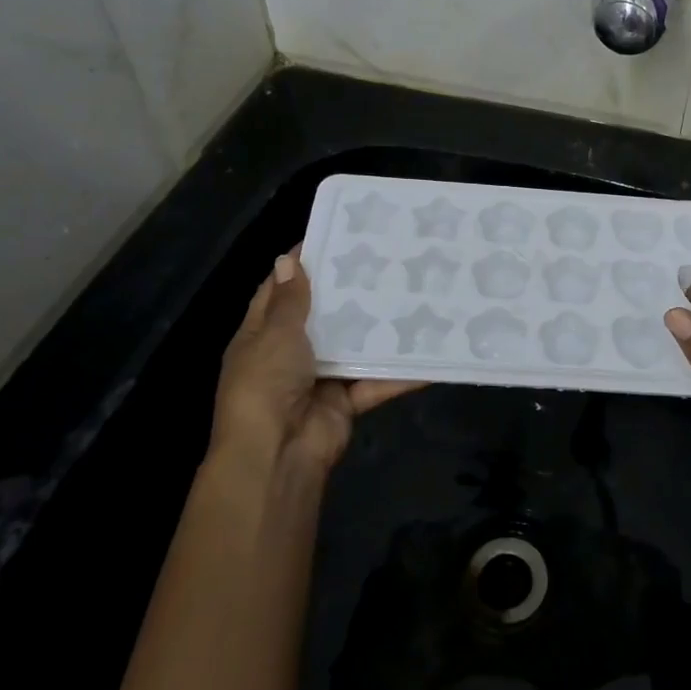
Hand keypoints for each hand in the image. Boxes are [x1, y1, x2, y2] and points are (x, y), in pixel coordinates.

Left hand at [209, 247, 424, 477]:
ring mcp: (320, 378)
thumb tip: (287, 259)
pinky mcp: (347, 401)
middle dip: (348, 293)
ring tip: (412, 293)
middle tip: (385, 259)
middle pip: (321, 317)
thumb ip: (289, 301)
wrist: (277, 453)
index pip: (280, 291)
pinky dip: (401, 372)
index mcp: (261, 336)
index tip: (334, 236)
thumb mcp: (275, 335)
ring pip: (353, 347)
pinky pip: (376, 381)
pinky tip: (430, 351)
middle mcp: (289, 354)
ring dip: (378, 328)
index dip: (301, 265)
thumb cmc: (266, 384)